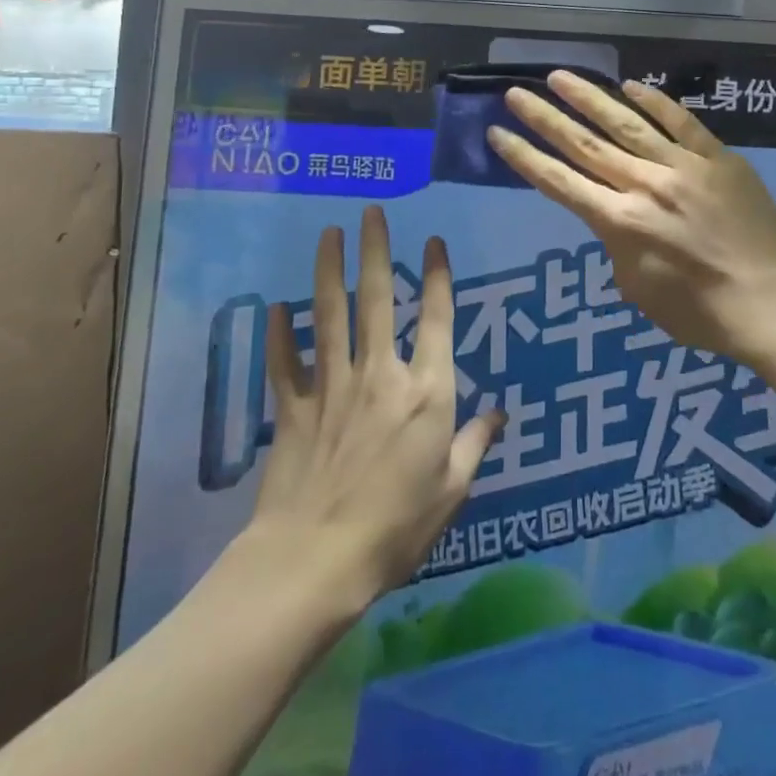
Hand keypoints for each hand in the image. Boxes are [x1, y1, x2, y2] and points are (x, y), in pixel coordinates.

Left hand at [243, 206, 502, 604]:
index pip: (436, 319)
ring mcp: (333, 387)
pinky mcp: (295, 409)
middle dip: (375, 251)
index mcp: (426, 392)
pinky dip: (280, 335)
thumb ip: (475, 445)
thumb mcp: (452, 491)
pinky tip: (275, 307)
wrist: (315, 562)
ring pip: (330, 316)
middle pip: (377, 300)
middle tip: (371, 212)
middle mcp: (380, 374)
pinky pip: (286, 363)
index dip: (437, 276)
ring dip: (329, 271)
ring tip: (329, 233)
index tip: (434, 241)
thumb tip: (501, 414)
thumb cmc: (396, 528)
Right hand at [487, 72, 775, 360]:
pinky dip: (655, 102)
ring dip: (590, 98)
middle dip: (545, 118)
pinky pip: (682, 122)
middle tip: (516, 92)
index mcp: (619, 222)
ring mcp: (682, 166)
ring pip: (627, 123)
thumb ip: (617, 243)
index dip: (524, 157)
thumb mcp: (637, 289)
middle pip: (584, 145)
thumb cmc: (698, 311)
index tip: (497, 132)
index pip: (558, 182)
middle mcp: (644, 185)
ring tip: (560, 76)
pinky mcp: (717, 157)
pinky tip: (631, 85)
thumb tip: (616, 215)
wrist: (768, 300)